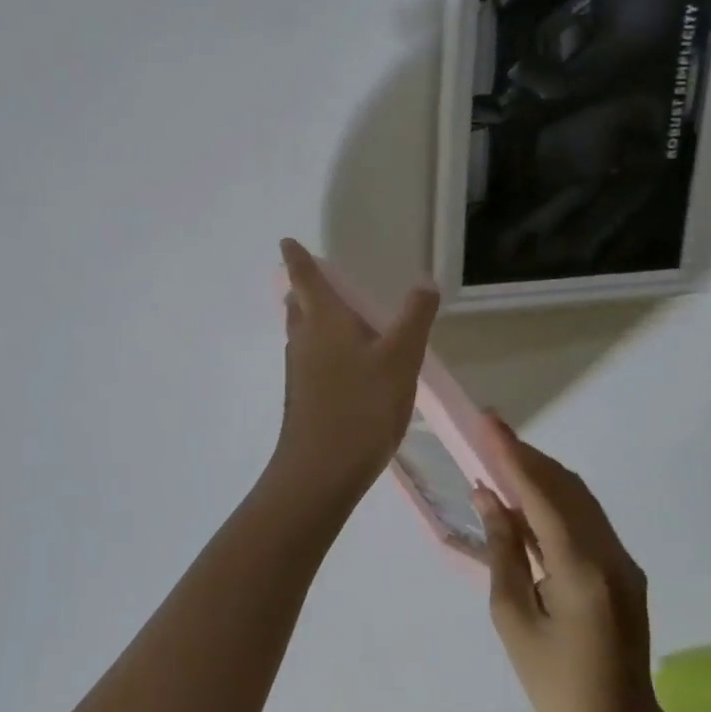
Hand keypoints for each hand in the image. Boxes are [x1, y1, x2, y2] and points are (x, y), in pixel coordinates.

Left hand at [270, 239, 438, 507]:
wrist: (321, 470)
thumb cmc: (361, 405)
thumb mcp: (400, 358)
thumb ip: (414, 318)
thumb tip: (423, 283)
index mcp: (322, 319)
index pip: (304, 276)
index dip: (296, 257)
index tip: (287, 241)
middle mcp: (303, 339)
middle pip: (298, 304)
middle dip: (304, 289)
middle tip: (318, 279)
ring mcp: (299, 370)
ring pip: (302, 333)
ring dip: (312, 319)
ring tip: (338, 317)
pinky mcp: (303, 397)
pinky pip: (310, 359)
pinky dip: (322, 348)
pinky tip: (346, 365)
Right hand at [475, 416, 663, 711]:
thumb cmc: (556, 684)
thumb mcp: (514, 619)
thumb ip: (503, 550)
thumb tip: (488, 497)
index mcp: (580, 569)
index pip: (541, 494)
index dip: (511, 454)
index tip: (488, 421)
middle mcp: (609, 554)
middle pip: (565, 486)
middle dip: (525, 455)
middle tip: (488, 432)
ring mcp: (623, 560)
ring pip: (579, 497)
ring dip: (541, 473)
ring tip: (501, 457)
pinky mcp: (625, 569)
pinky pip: (587, 518)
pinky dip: (555, 498)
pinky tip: (527, 498)